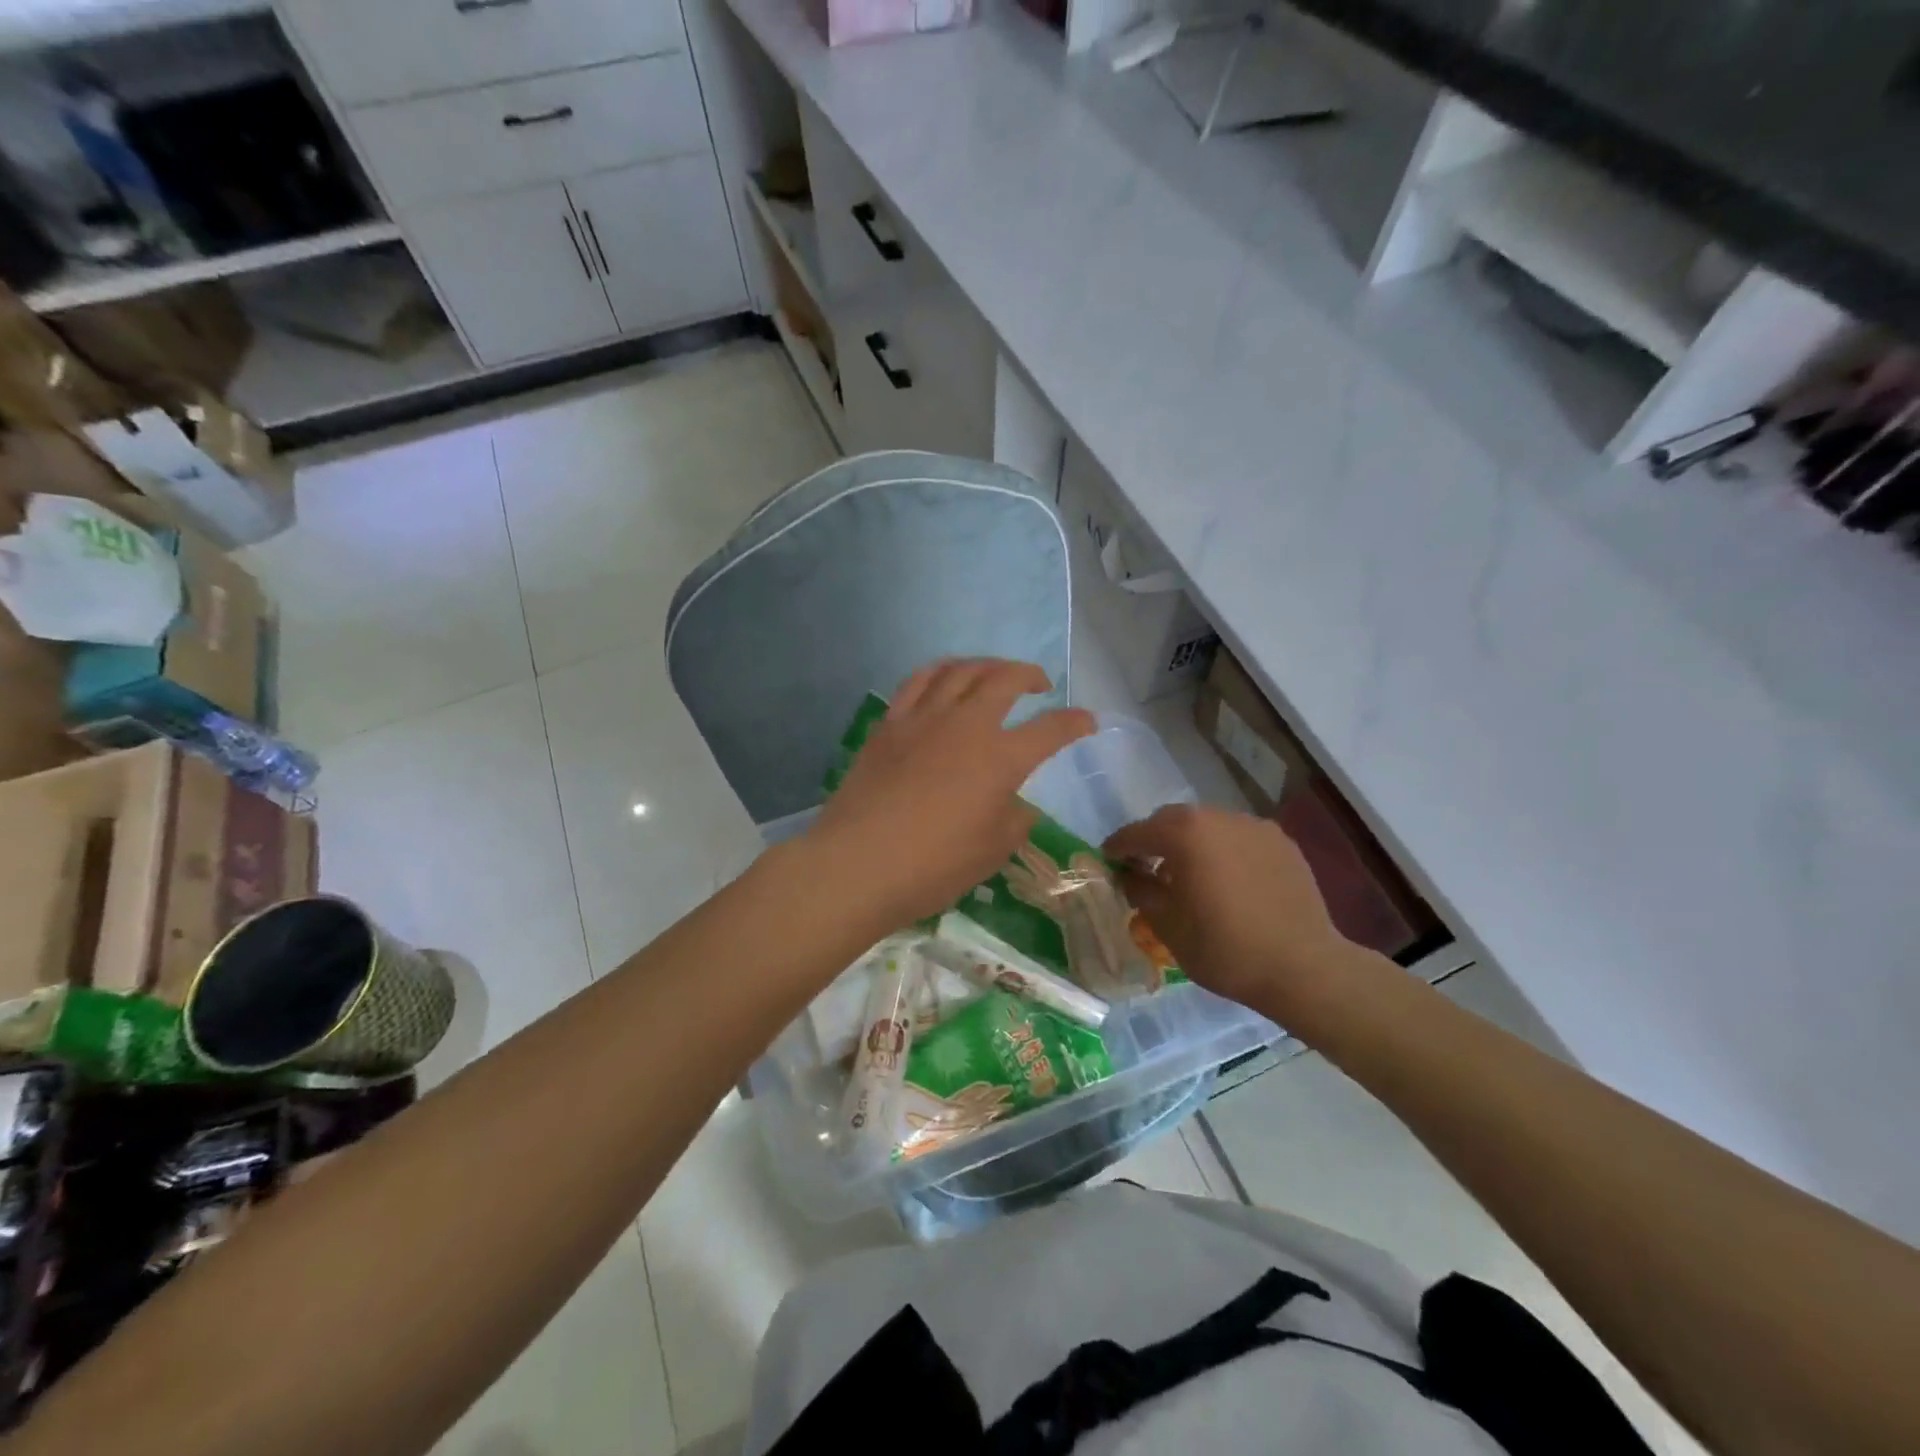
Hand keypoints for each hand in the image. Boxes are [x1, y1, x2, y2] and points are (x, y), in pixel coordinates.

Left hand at [807, 660, 1094, 929]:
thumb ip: (1015, 820)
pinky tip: (943, 679)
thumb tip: (1018, 803)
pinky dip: (939, 671)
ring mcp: (923, 719)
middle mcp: (965, 725)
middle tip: (1039, 684)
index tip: (1087, 721)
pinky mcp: (889, 724)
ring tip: (994, 673)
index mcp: (1000, 758)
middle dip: (1029, 674)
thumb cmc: (933, 865)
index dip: (1074, 723)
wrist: (857, 863)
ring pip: (959, 670)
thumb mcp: (992, 851)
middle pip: (1004, 679)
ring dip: (985, 664)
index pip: (1050, 729)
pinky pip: (917, 681)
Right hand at [1105, 804, 1381, 1028]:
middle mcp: (1218, 817)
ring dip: (1191, 844)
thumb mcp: (1167, 925)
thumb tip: (1130, 876)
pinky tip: (1228, 881)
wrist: (1304, 968)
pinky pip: (1239, 838)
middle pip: (1173, 821)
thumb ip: (1141, 891)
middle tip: (1146, 868)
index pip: (1137, 832)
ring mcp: (1254, 826)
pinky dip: (1224, 851)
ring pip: (1208, 826)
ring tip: (1190, 875)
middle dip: (1155, 840)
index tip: (1108, 859)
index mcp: (1184, 834)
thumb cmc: (1225, 948)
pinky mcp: (1281, 842)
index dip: (1118, 846)